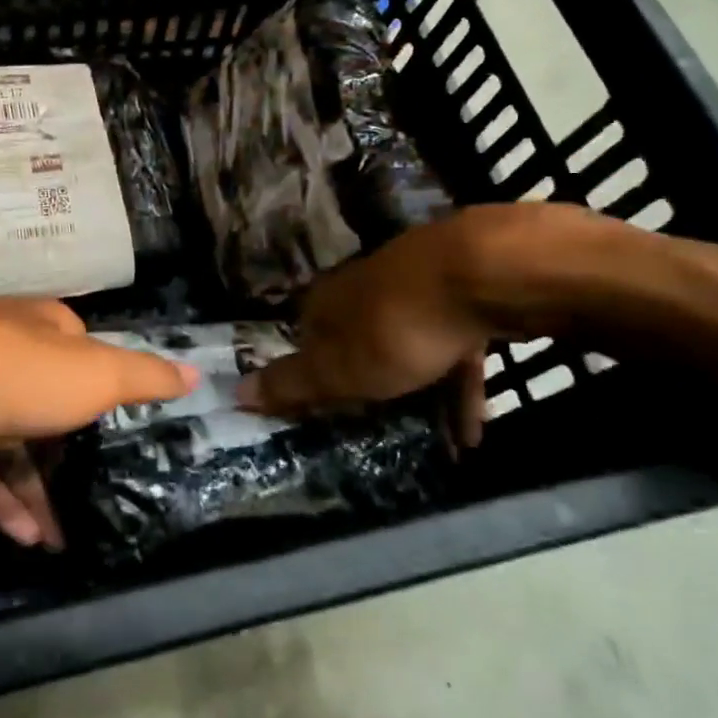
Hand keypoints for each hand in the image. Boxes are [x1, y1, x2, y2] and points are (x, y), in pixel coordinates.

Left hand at [0, 296, 195, 546]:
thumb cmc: (9, 374)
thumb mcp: (92, 374)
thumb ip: (142, 377)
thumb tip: (195, 373)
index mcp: (47, 330)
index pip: (91, 359)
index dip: (112, 397)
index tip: (134, 440)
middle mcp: (10, 353)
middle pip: (53, 407)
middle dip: (74, 458)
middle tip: (101, 503)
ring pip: (16, 445)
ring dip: (39, 491)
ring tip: (61, 542)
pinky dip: (1, 498)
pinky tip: (22, 536)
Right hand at [237, 216, 493, 447]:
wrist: (482, 274)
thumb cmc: (396, 329)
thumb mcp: (338, 369)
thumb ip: (292, 384)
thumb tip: (235, 391)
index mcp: (328, 302)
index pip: (307, 338)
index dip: (312, 374)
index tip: (323, 410)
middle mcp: (365, 288)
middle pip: (359, 341)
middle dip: (371, 384)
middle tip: (381, 427)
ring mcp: (415, 287)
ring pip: (411, 346)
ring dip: (423, 394)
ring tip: (442, 443)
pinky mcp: (461, 295)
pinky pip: (454, 349)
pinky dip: (459, 385)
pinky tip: (474, 428)